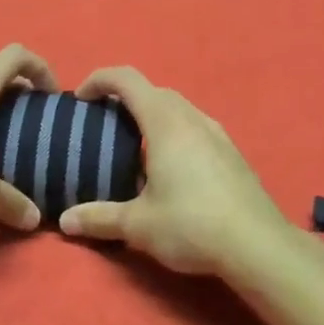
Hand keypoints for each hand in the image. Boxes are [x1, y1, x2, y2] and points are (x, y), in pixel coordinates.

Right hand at [57, 67, 305, 279]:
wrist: (258, 245)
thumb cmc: (192, 225)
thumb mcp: (138, 225)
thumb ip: (99, 218)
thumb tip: (65, 222)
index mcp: (165, 122)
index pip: (127, 80)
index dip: (99, 79)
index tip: (80, 98)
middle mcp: (192, 118)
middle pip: (153, 91)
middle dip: (124, 99)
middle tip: (103, 125)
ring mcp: (217, 133)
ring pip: (178, 108)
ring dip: (152, 115)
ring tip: (134, 145)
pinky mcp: (232, 152)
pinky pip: (195, 127)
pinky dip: (174, 132)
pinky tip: (171, 167)